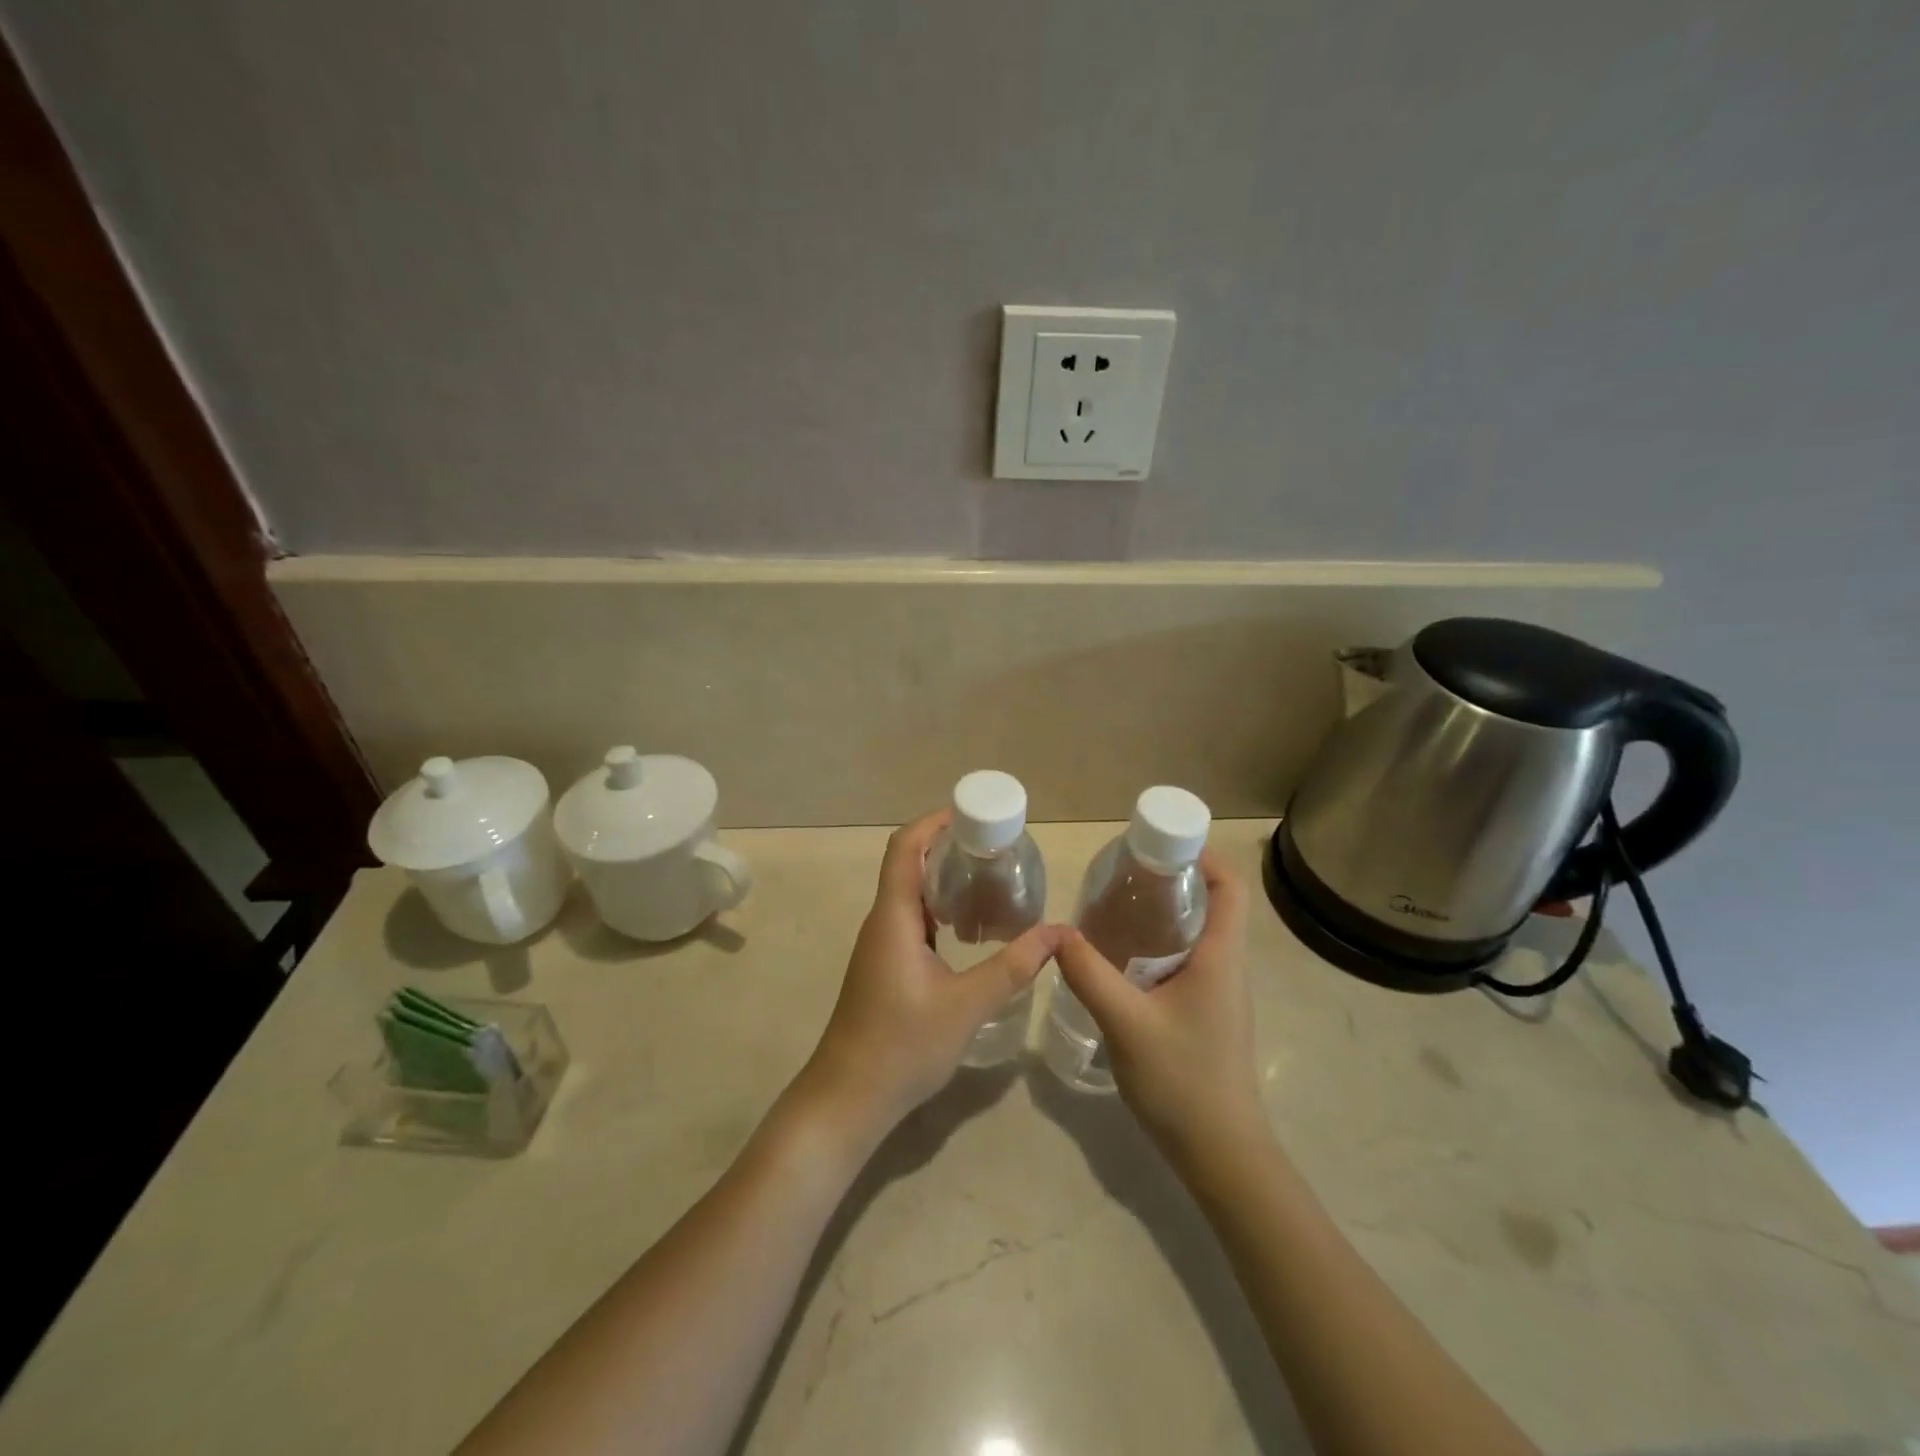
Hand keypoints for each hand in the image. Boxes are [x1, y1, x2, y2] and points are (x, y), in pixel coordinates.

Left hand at [797, 810, 1065, 1142]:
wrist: (848, 1099)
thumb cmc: (902, 1046)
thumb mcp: (966, 1006)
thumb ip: (1012, 967)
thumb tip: (1058, 933)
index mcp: (893, 918)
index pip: (905, 848)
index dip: (932, 822)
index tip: (971, 813)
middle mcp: (882, 922)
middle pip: (908, 864)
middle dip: (947, 847)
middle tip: (994, 846)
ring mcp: (880, 946)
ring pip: (910, 895)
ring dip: (943, 879)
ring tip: (989, 879)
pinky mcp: (885, 967)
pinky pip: (912, 921)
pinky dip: (939, 910)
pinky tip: (969, 928)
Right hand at [1054, 849, 1264, 1161]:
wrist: (1221, 1155)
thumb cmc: (1183, 1081)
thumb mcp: (1126, 1022)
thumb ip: (1089, 974)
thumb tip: (1056, 932)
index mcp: (1221, 957)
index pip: (1230, 887)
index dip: (1203, 855)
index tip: (1159, 843)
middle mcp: (1227, 967)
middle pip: (1213, 904)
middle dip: (1174, 880)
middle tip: (1125, 873)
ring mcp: (1220, 994)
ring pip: (1198, 935)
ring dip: (1165, 915)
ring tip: (1116, 907)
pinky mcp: (1207, 1014)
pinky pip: (1188, 962)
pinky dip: (1160, 946)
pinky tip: (1122, 959)